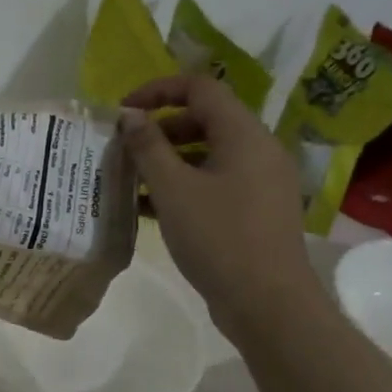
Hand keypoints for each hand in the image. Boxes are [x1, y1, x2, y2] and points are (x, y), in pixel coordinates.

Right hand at [118, 75, 315, 333]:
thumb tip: (130, 116)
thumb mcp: (173, 189)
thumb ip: (148, 147)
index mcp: (244, 134)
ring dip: (169, 160)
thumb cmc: (218, 237)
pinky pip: (216, 181)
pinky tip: (151, 208)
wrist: (268, 303)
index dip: (158, 90)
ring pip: (208, 154)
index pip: (200, 88)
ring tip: (132, 180)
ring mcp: (262, 181)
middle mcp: (259, 149)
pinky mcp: (257, 209)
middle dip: (160, 129)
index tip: (124, 111)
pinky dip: (185, 184)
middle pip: (205, 119)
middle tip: (125, 150)